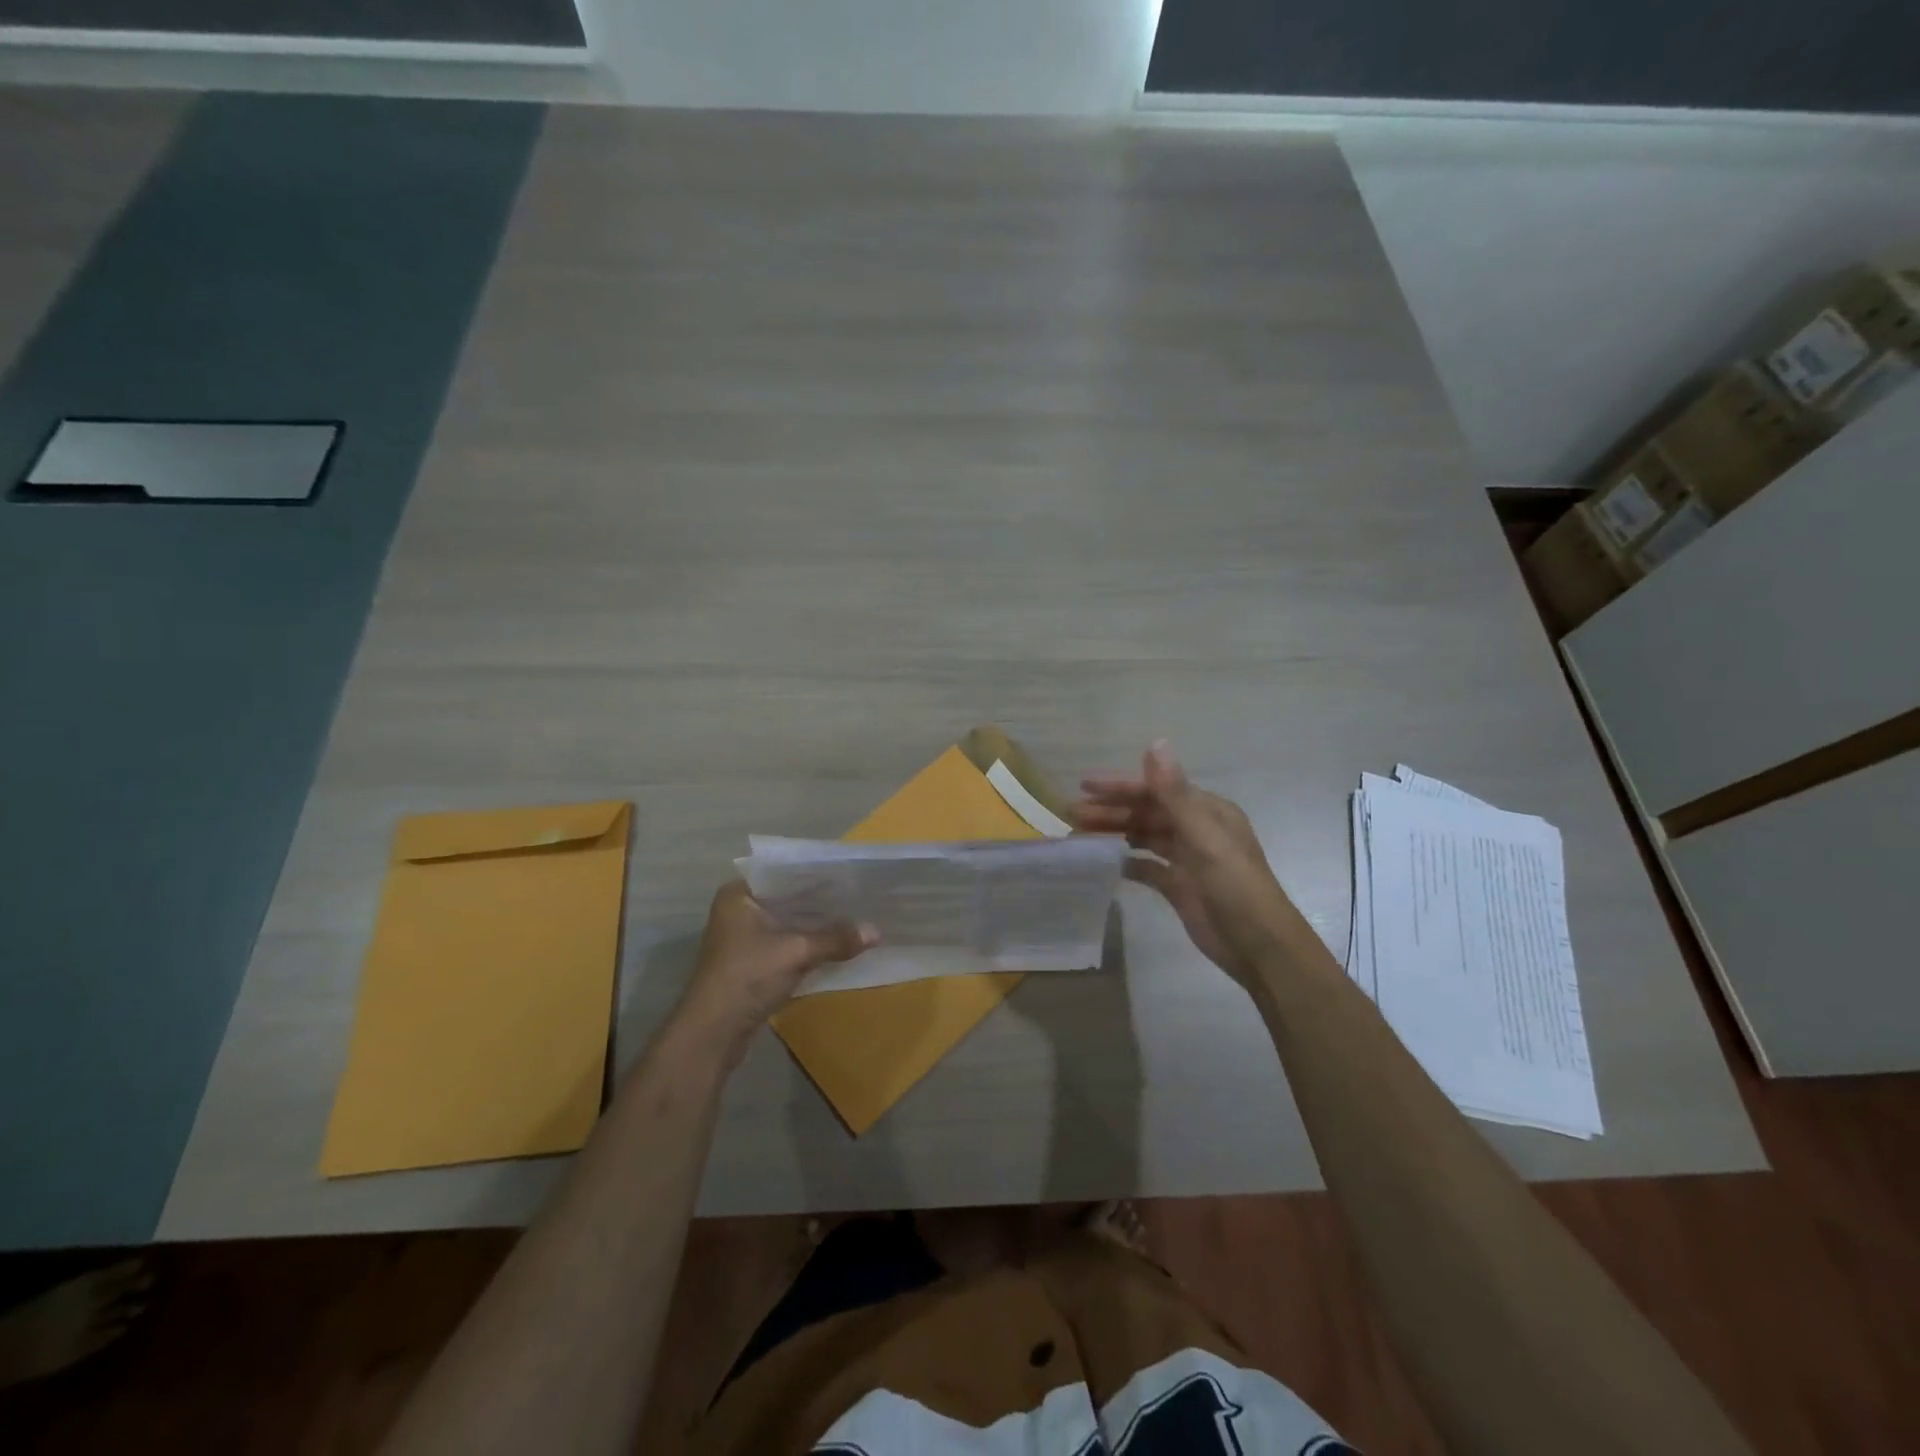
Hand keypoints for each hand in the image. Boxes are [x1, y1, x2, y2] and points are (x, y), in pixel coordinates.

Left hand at [673, 881, 876, 1057]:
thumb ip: (836, 939)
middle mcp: (737, 911)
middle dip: (820, 902)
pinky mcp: (750, 964)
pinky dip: (806, 945)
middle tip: (857, 895)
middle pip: (787, 899)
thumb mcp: (797, 952)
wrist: (712, 1033)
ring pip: (786, 923)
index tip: (848, 874)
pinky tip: (835, 944)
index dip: (817, 875)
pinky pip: (784, 944)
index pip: (784, 873)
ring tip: (853, 916)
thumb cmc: (748, 977)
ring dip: (814, 925)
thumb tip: (877, 931)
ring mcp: (742, 939)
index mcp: (738, 895)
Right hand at [1071, 742, 1297, 984]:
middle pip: (1147, 813)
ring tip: (1078, 834)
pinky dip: (1125, 862)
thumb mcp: (1205, 837)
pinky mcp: (1179, 887)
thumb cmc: (1235, 887)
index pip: (1156, 790)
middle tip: (1071, 813)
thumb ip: (1174, 793)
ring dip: (1114, 833)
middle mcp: (1197, 830)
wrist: (1259, 948)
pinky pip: (1146, 867)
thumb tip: (1156, 742)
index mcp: (1207, 812)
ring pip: (1143, 837)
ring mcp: (1187, 860)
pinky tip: (1102, 861)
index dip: (1120, 786)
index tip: (1085, 785)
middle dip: (1111, 810)